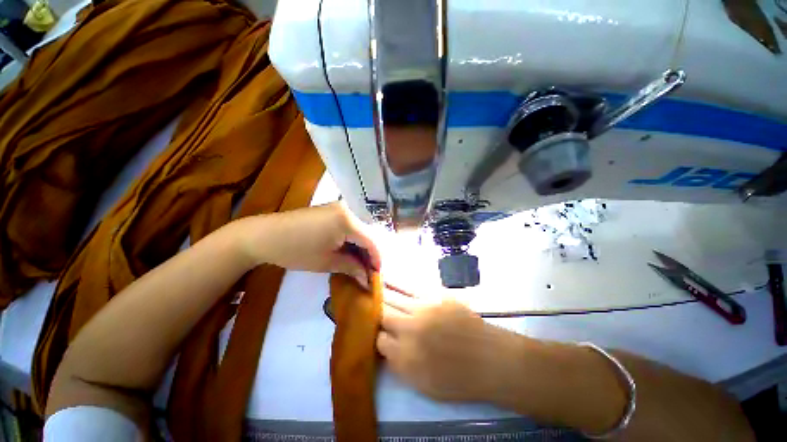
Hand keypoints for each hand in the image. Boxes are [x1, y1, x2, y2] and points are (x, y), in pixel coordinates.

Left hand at [230, 202, 380, 287]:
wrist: (264, 235)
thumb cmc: (295, 250)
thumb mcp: (327, 262)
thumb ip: (352, 267)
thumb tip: (368, 278)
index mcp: (348, 220)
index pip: (371, 241)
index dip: (377, 259)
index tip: (377, 275)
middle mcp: (347, 209)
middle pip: (367, 234)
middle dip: (369, 254)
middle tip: (368, 271)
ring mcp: (339, 207)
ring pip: (359, 230)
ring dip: (360, 247)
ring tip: (359, 264)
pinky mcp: (332, 210)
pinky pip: (349, 225)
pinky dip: (351, 239)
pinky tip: (349, 251)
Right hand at [377, 287, 521, 402]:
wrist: (490, 359)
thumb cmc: (459, 379)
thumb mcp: (424, 386)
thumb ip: (399, 366)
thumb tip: (384, 346)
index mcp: (405, 357)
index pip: (379, 340)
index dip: (376, 336)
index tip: (378, 333)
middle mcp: (409, 330)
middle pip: (382, 314)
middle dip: (373, 310)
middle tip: (366, 305)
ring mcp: (423, 309)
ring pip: (393, 298)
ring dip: (379, 292)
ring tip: (368, 284)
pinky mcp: (434, 296)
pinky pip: (410, 287)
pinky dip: (396, 282)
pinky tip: (386, 277)